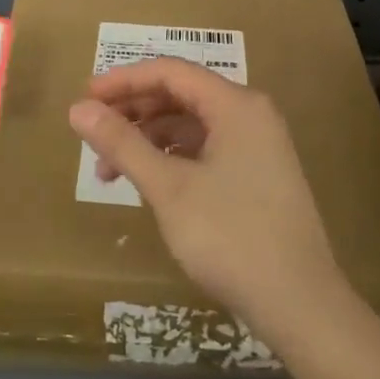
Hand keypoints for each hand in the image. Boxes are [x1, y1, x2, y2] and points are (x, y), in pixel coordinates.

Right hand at [68, 58, 342, 343]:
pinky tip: (148, 183)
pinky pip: (206, 149)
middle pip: (181, 95)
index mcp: (235, 105)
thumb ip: (122, 143)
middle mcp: (250, 115)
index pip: (170, 72)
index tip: (84, 99)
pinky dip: (172, 159)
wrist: (301, 306)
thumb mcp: (168, 188)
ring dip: (148, 139)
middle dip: (133, 112)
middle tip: (92, 135)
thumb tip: (78, 109)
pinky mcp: (258, 176)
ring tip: (109, 171)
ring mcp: (258, 146)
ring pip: (191, 125)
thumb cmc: (231, 237)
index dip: (123, 81)